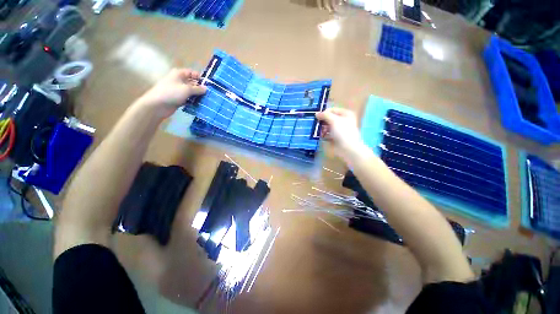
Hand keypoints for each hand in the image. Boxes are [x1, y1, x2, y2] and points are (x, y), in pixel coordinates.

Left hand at [136, 68, 206, 117]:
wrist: (158, 105)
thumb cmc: (171, 93)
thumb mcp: (187, 89)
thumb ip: (198, 89)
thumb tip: (206, 88)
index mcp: (179, 74)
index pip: (192, 73)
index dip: (200, 78)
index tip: (209, 85)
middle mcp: (179, 81)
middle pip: (192, 83)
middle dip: (201, 88)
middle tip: (210, 94)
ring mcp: (178, 90)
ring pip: (191, 92)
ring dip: (198, 96)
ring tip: (208, 100)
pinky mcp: (179, 99)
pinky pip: (189, 99)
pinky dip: (194, 101)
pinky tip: (201, 105)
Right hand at [315, 108, 365, 159]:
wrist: (348, 148)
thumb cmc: (342, 132)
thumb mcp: (334, 120)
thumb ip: (325, 115)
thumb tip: (316, 114)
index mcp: (346, 114)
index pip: (332, 110)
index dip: (324, 113)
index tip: (318, 118)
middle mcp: (343, 120)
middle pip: (329, 118)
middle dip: (323, 122)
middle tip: (318, 125)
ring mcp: (339, 130)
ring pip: (328, 126)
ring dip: (323, 129)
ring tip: (321, 132)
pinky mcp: (336, 137)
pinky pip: (328, 134)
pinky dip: (324, 135)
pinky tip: (322, 137)